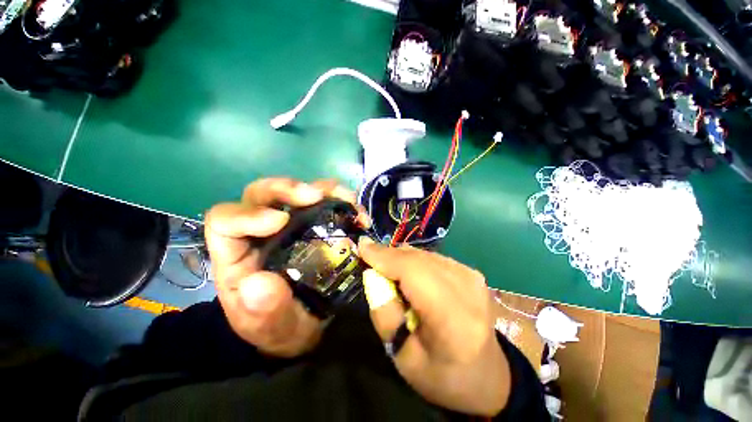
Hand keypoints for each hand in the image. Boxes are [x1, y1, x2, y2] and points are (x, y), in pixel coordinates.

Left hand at [204, 178, 367, 357]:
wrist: (305, 326)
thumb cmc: (281, 328)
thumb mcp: (271, 328)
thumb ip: (263, 311)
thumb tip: (259, 283)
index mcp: (237, 256)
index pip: (225, 222)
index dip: (248, 214)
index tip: (280, 221)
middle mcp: (261, 233)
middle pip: (262, 194)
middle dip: (287, 189)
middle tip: (316, 195)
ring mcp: (290, 226)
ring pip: (296, 192)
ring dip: (322, 190)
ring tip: (347, 199)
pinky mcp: (314, 225)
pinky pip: (324, 203)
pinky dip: (340, 201)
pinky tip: (357, 212)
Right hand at [358, 240, 510, 415]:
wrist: (487, 377)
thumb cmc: (441, 375)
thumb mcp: (402, 356)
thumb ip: (383, 311)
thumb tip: (372, 272)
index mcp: (452, 319)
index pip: (413, 272)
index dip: (385, 256)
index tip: (362, 246)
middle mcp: (467, 289)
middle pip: (418, 259)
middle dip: (389, 255)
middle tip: (370, 259)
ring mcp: (473, 277)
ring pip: (425, 254)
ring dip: (402, 258)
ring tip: (389, 271)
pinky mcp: (472, 273)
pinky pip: (434, 258)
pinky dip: (416, 261)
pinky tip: (411, 275)